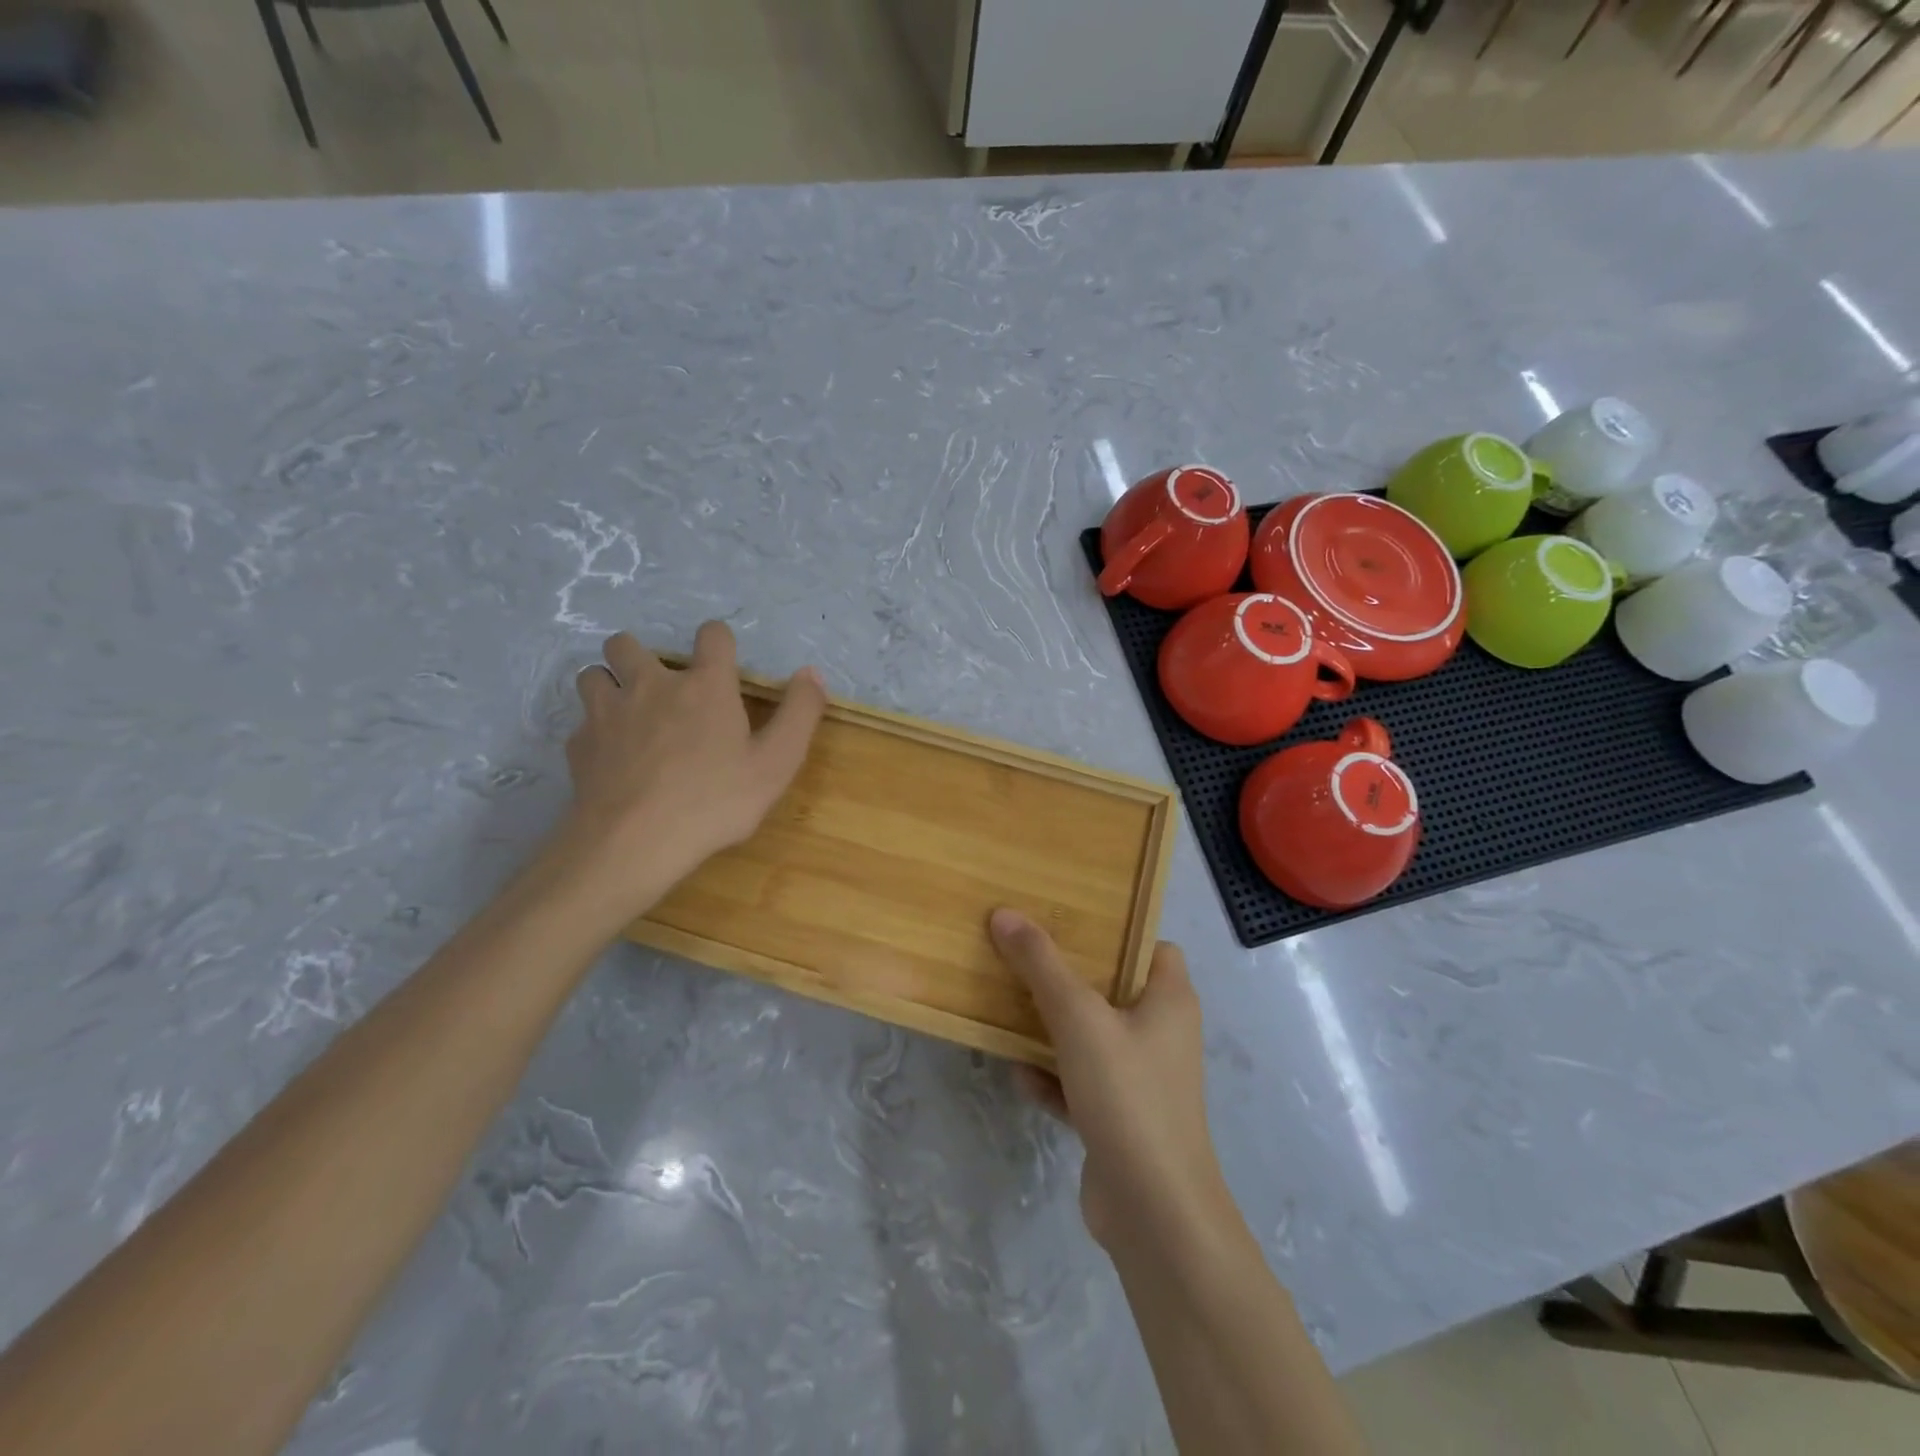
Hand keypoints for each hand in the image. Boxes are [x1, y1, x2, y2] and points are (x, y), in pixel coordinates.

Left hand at [554, 623, 826, 924]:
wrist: (634, 842)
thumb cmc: (715, 801)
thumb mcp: (777, 762)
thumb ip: (800, 713)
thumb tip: (811, 673)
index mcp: (704, 685)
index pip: (712, 635)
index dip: (719, 642)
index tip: (723, 666)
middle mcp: (651, 685)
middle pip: (627, 643)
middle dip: (640, 655)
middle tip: (660, 688)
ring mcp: (607, 713)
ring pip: (593, 675)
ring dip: (609, 685)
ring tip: (627, 714)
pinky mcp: (579, 745)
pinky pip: (581, 724)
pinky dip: (596, 732)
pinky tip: (612, 759)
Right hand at [989, 910, 1237, 1256]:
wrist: (1153, 1212)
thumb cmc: (1128, 1095)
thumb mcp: (1079, 1018)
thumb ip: (1041, 965)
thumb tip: (1005, 913)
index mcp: (1169, 1000)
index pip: (1152, 946)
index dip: (1116, 931)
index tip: (1069, 921)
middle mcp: (1162, 1033)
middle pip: (1113, 988)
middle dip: (1069, 976)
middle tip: (1024, 953)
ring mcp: (1141, 1079)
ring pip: (1092, 1037)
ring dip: (1053, 1028)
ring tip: (1009, 1006)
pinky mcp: (1120, 1118)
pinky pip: (1081, 1082)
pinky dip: (1053, 1077)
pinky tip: (1019, 1074)